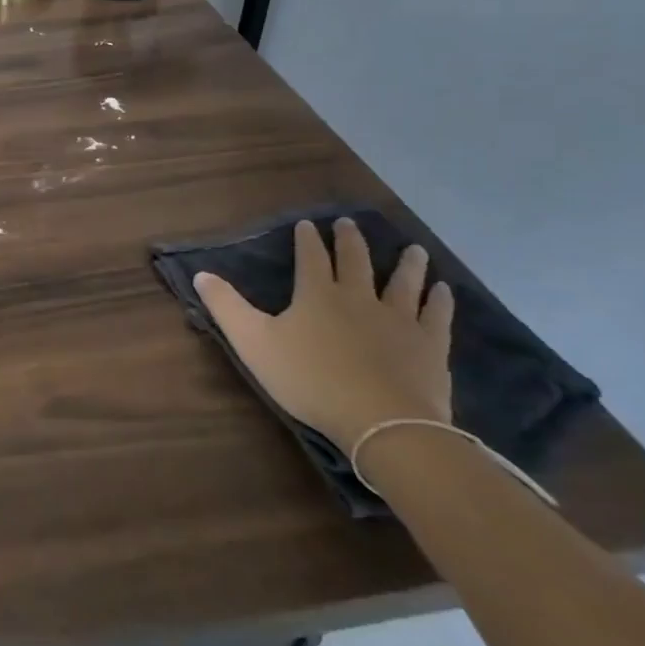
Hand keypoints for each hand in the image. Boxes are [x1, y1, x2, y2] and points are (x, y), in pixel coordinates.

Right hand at [193, 218, 453, 447]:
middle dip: (349, 241)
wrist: (382, 421)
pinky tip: (444, 290)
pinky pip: (436, 315)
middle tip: (348, 224)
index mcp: (316, 295)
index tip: (307, 224)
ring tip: (412, 249)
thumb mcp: (254, 343)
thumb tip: (200, 274)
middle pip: (355, 261)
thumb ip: (226, 307)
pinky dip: (440, 300)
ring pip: (403, 282)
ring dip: (406, 263)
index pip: (310, 257)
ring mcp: (399, 319)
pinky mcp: (429, 345)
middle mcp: (358, 297)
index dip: (307, 240)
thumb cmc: (310, 380)